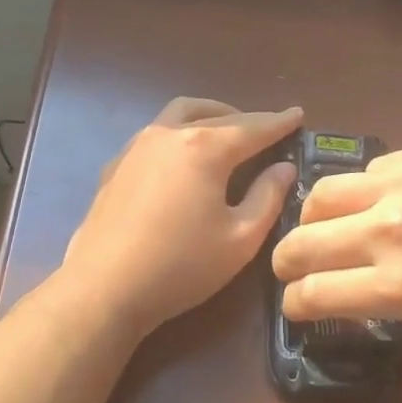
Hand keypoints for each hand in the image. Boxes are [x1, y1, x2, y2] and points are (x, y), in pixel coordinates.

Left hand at [61, 98, 301, 337]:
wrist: (103, 289)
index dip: (279, 122)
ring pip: (181, 113)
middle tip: (268, 129)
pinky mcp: (116, 164)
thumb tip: (284, 168)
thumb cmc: (180, 266)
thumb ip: (267, 197)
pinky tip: (185, 157)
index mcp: (205, 147)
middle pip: (218, 115)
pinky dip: (181, 132)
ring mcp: (138, 146)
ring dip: (211, 115)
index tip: (298, 115)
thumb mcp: (239, 238)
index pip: (253, 128)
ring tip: (227, 131)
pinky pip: (157, 133)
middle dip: (247, 119)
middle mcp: (170, 134)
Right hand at [272, 138, 401, 323]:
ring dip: (316, 213)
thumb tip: (370, 279)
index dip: (294, 301)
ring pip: (324, 192)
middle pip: (303, 241)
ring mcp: (401, 185)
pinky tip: (390, 192)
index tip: (295, 302)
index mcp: (399, 286)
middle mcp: (386, 233)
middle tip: (289, 263)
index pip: (315, 293)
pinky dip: (368, 187)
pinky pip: (373, 168)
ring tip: (327, 218)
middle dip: (285, 258)